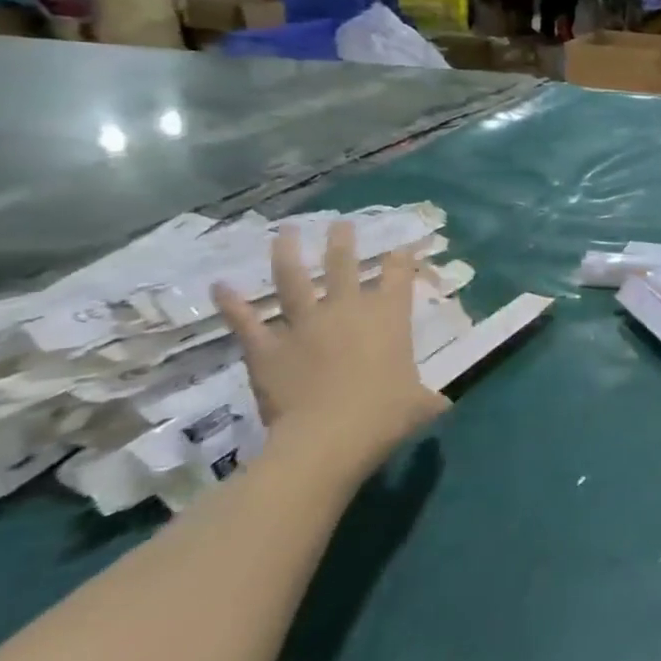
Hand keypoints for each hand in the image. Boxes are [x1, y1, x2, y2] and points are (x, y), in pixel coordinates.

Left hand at [212, 223, 446, 472]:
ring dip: (287, 253)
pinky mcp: (267, 348)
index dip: (402, 260)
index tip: (402, 249)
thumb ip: (427, 397)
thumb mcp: (420, 404)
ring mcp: (304, 325)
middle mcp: (347, 310)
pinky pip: (246, 322)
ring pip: (293, 280)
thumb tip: (441, 402)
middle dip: (343, 241)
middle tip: (340, 224)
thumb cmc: (385, 415)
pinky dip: (232, 304)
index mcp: (389, 317)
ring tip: (285, 232)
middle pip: (344, 265)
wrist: (329, 436)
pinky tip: (220, 286)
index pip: (399, 276)